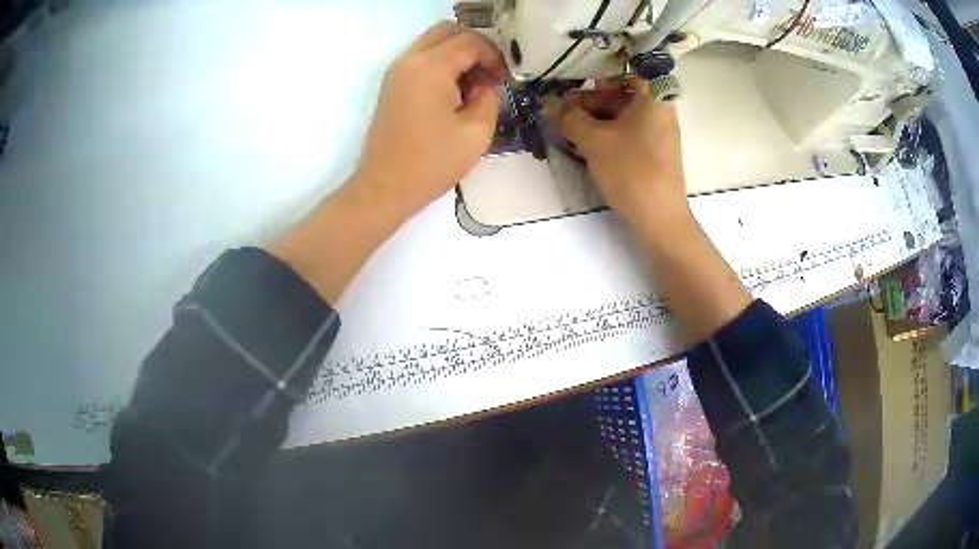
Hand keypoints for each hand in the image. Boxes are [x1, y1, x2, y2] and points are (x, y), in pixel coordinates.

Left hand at [271, 22, 504, 303]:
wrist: (384, 188)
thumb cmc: (431, 163)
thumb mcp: (476, 133)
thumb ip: (488, 98)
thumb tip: (483, 85)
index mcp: (430, 68)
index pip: (470, 42)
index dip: (494, 57)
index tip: (504, 81)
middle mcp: (409, 61)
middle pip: (447, 31)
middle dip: (474, 46)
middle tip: (489, 74)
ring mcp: (396, 72)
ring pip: (432, 43)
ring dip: (456, 54)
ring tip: (472, 86)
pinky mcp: (391, 86)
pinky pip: (420, 59)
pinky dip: (440, 64)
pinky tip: (452, 93)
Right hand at [553, 77, 750, 339]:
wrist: (659, 218)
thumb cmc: (631, 170)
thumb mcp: (593, 140)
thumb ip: (569, 117)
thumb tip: (549, 104)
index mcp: (653, 95)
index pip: (624, 68)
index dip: (595, 70)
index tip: (571, 77)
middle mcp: (659, 107)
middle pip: (620, 91)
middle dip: (588, 98)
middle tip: (561, 109)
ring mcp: (658, 129)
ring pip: (621, 112)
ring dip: (593, 116)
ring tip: (566, 126)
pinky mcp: (653, 148)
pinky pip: (627, 129)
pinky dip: (606, 130)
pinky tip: (584, 140)